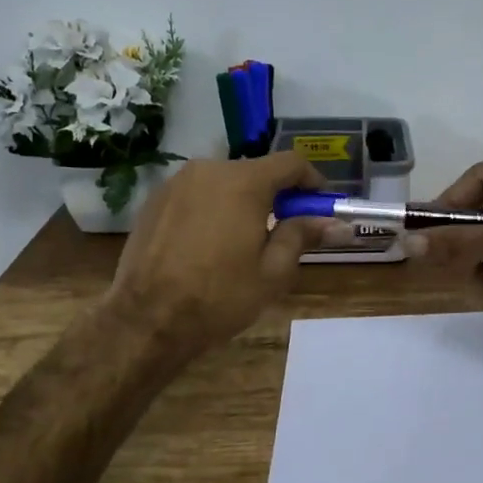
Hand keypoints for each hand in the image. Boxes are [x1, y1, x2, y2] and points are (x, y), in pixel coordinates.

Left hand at [107, 153, 330, 358]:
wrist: (146, 319)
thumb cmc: (219, 296)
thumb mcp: (273, 272)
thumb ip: (302, 236)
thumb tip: (335, 223)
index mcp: (243, 182)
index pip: (290, 163)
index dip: (311, 181)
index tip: (318, 206)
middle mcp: (209, 170)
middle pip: (255, 171)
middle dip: (275, 194)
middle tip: (284, 229)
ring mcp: (176, 183)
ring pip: (223, 182)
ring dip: (241, 201)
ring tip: (243, 241)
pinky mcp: (154, 201)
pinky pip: (195, 195)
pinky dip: (211, 209)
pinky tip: (208, 245)